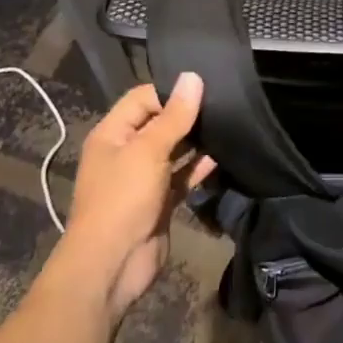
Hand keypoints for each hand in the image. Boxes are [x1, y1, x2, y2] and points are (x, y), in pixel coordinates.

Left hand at [54, 73, 214, 321]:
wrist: (112, 265)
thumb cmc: (123, 199)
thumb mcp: (148, 151)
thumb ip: (174, 116)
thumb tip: (193, 77)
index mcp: (112, 134)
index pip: (143, 98)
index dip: (171, 91)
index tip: (206, 87)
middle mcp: (126, 152)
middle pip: (160, 123)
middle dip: (188, 114)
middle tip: (225, 103)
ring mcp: (144, 178)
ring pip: (174, 150)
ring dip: (197, 141)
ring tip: (230, 125)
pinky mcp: (161, 200)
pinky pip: (182, 176)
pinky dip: (199, 167)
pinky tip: (223, 155)